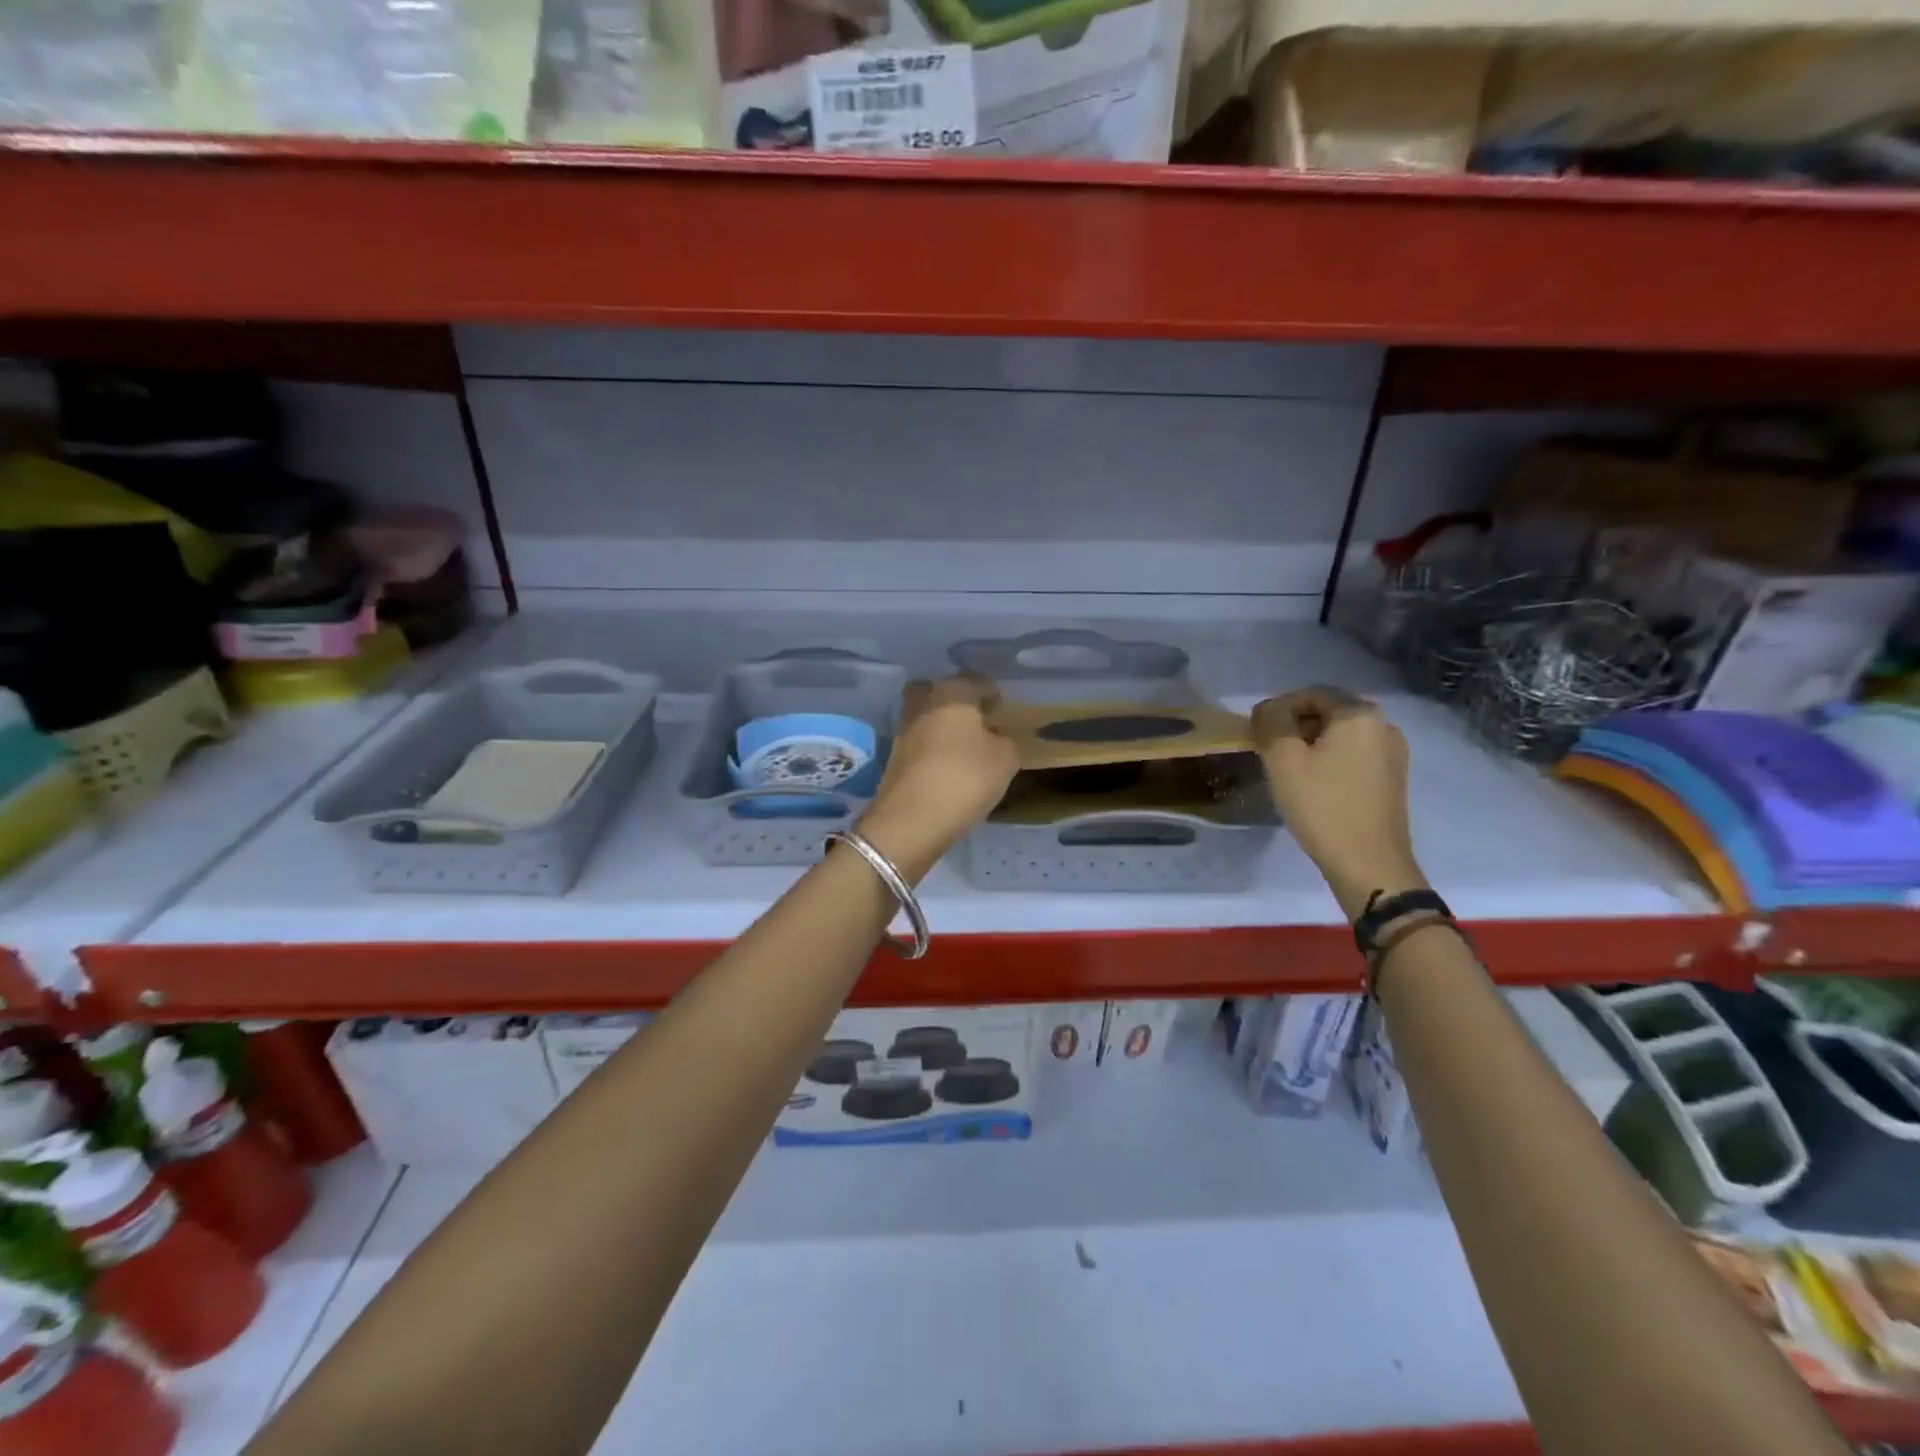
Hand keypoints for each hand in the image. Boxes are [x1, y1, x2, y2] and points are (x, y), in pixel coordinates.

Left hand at [856, 676, 1019, 877]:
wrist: (911, 820)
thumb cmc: (965, 778)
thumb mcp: (1005, 760)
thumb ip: (1007, 742)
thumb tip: (998, 739)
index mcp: (952, 694)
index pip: (975, 681)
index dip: (991, 693)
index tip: (1001, 709)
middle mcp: (922, 705)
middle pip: (936, 691)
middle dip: (953, 701)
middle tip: (973, 720)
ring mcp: (902, 732)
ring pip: (924, 717)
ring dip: (940, 727)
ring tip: (962, 749)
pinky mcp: (892, 760)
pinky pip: (917, 744)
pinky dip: (930, 750)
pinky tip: (945, 768)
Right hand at [1252, 687, 1424, 918]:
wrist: (1369, 864)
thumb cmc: (1322, 806)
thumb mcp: (1284, 760)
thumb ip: (1271, 723)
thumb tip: (1267, 709)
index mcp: (1360, 715)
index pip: (1311, 694)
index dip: (1278, 708)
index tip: (1256, 732)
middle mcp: (1384, 726)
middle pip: (1328, 713)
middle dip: (1294, 726)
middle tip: (1267, 751)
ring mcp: (1393, 754)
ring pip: (1340, 736)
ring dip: (1310, 745)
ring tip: (1286, 770)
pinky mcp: (1392, 780)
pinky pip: (1353, 756)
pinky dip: (1329, 761)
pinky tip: (1312, 785)